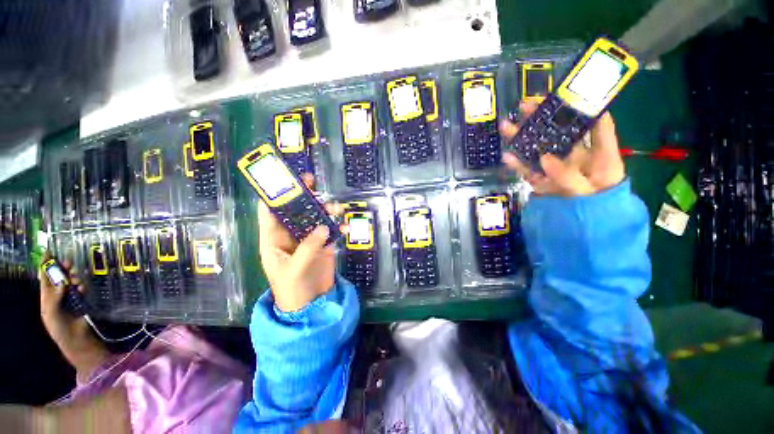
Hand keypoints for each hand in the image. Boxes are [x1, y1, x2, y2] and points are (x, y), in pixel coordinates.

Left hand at [39, 252, 91, 350]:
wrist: (75, 339)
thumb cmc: (59, 327)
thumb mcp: (51, 313)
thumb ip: (54, 297)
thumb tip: (61, 282)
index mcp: (46, 296)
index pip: (44, 276)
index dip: (46, 264)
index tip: (49, 251)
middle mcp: (56, 294)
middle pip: (59, 276)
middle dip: (63, 269)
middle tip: (69, 263)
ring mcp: (69, 297)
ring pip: (71, 281)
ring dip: (73, 277)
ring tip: (77, 280)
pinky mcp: (80, 300)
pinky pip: (81, 289)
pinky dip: (81, 286)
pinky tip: (82, 289)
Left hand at [257, 175, 343, 311]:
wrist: (310, 306)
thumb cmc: (292, 289)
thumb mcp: (294, 269)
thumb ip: (307, 247)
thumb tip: (323, 226)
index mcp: (274, 239)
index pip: (270, 213)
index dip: (275, 195)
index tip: (286, 181)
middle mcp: (291, 235)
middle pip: (296, 210)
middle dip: (304, 197)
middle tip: (313, 183)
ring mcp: (309, 239)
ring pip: (315, 217)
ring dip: (325, 210)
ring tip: (335, 208)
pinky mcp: (324, 244)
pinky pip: (331, 230)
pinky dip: (339, 226)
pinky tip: (345, 227)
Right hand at [500, 102, 625, 196]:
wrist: (584, 226)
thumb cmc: (597, 206)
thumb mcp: (588, 192)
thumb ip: (568, 176)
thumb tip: (544, 158)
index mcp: (599, 154)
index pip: (598, 126)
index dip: (587, 107)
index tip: (571, 94)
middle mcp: (576, 157)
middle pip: (559, 133)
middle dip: (542, 118)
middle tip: (525, 106)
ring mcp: (556, 168)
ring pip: (538, 149)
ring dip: (523, 138)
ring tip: (506, 125)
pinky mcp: (543, 180)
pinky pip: (528, 171)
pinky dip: (517, 165)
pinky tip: (507, 156)